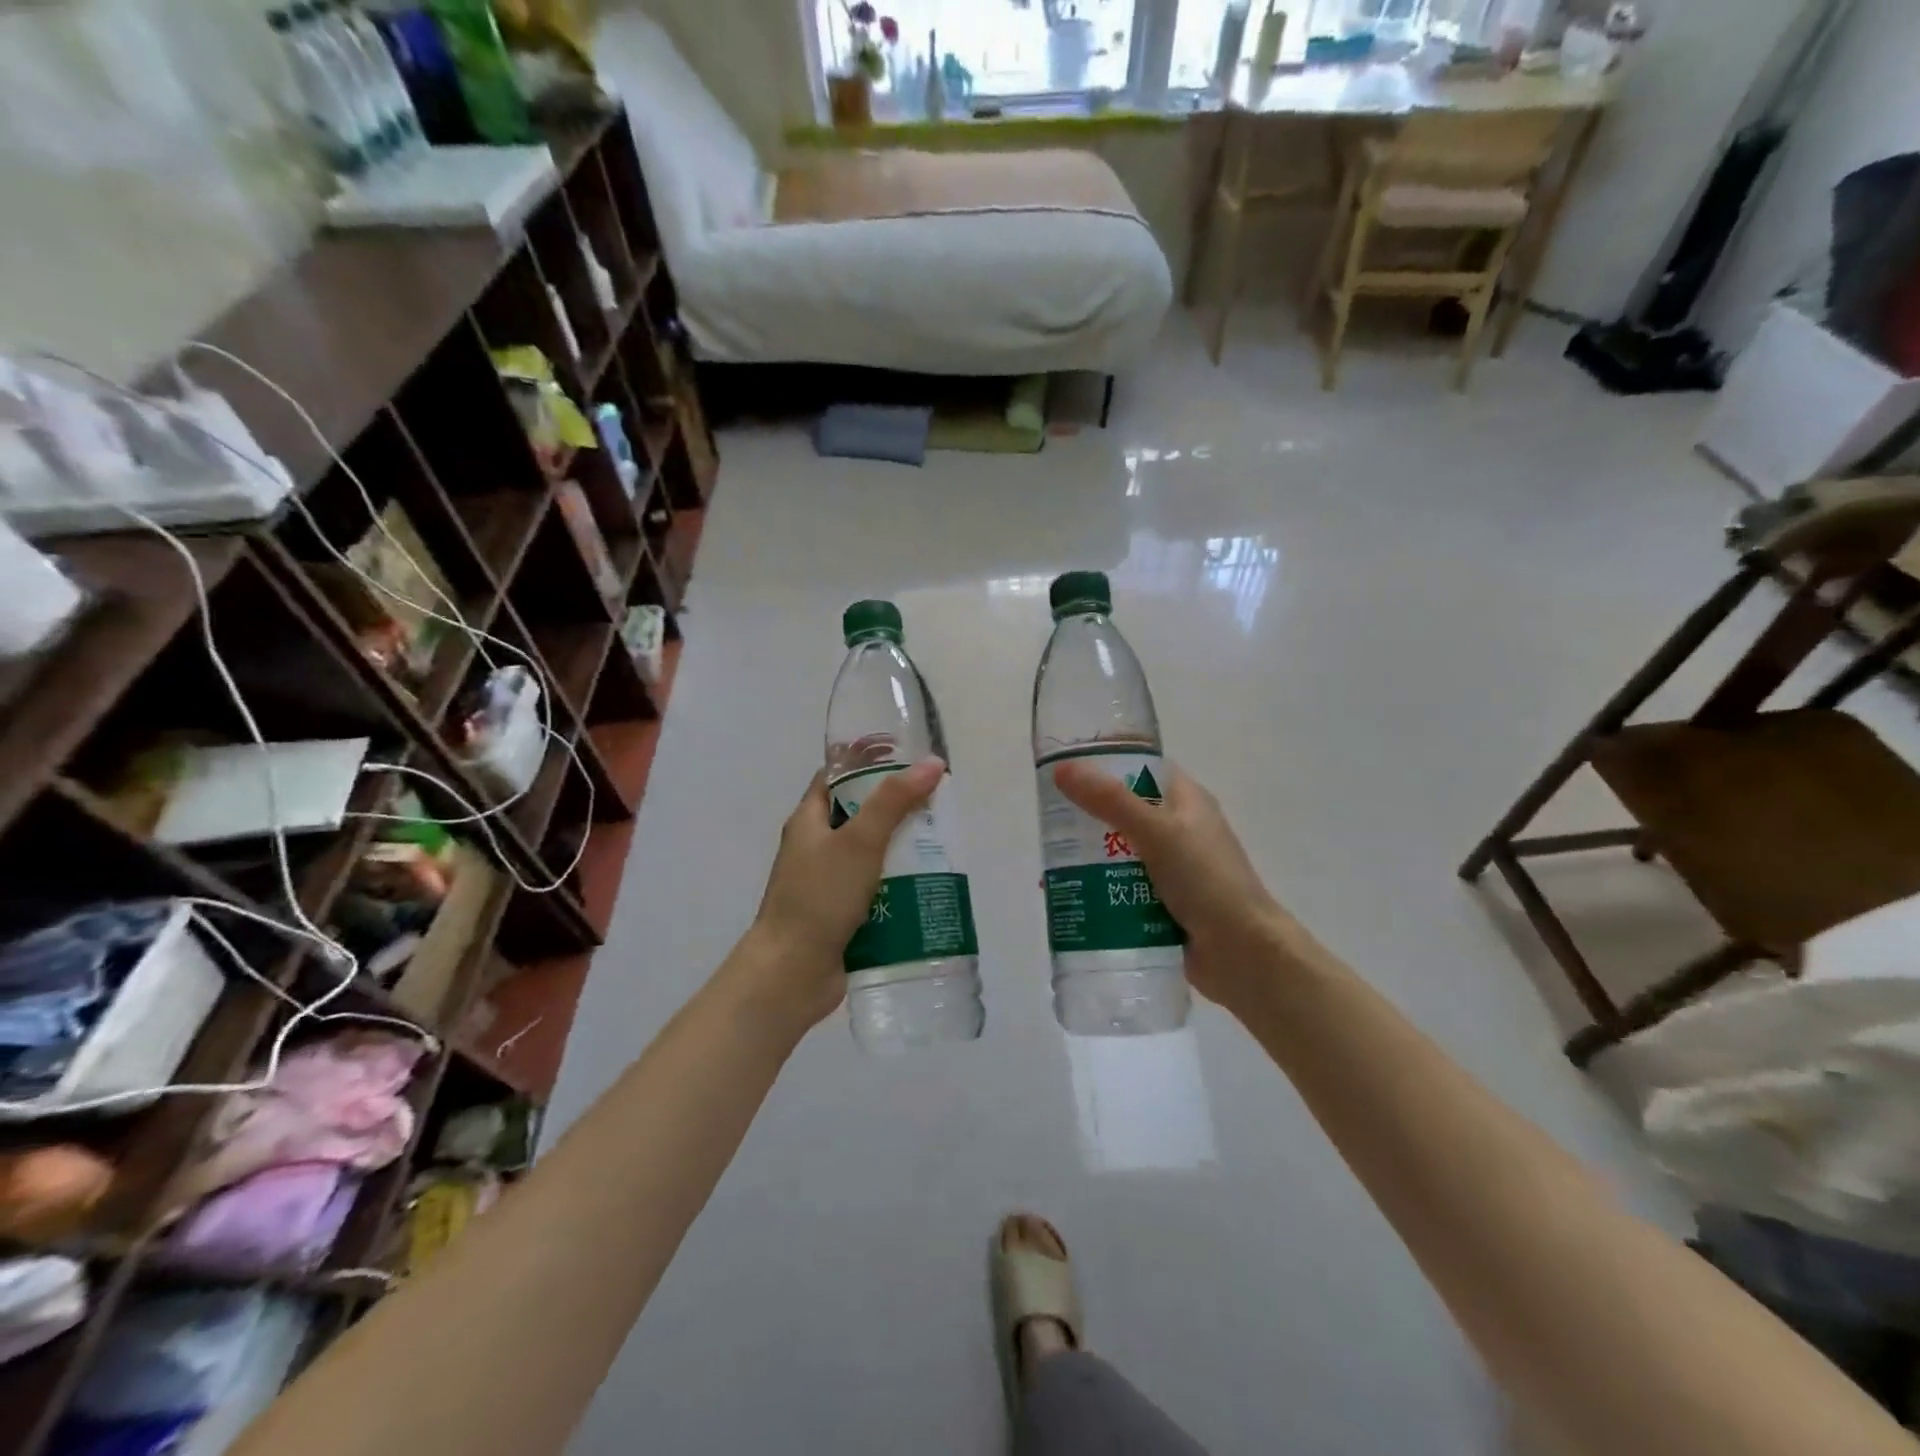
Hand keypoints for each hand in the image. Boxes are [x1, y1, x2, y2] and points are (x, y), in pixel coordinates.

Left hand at [742, 759, 945, 1028]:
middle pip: (861, 816)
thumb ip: (894, 801)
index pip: (837, 778)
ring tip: (945, 845)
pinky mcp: (844, 915)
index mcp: (810, 821)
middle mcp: (817, 848)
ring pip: (873, 856)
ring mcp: (830, 884)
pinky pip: (877, 891)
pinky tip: (931, 886)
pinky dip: (900, 887)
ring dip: (904, 851)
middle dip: (899, 810)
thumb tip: (932, 763)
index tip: (909, 760)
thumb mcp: (859, 841)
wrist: (791, 973)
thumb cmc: (819, 897)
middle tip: (938, 805)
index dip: (869, 764)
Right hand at [1052, 759, 1295, 1017]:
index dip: (1108, 765)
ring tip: (1048, 865)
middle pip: (1125, 813)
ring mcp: (1173, 870)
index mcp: (1188, 802)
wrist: (1242, 954)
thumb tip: (1062, 769)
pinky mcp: (1163, 904)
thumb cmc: (1206, 880)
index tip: (1066, 770)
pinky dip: (1098, 890)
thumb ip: (1110, 801)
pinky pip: (1122, 889)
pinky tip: (1068, 897)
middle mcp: (1180, 830)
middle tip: (1047, 822)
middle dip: (1087, 818)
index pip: (1143, 769)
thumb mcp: (1157, 832)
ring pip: (1120, 854)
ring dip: (1088, 859)